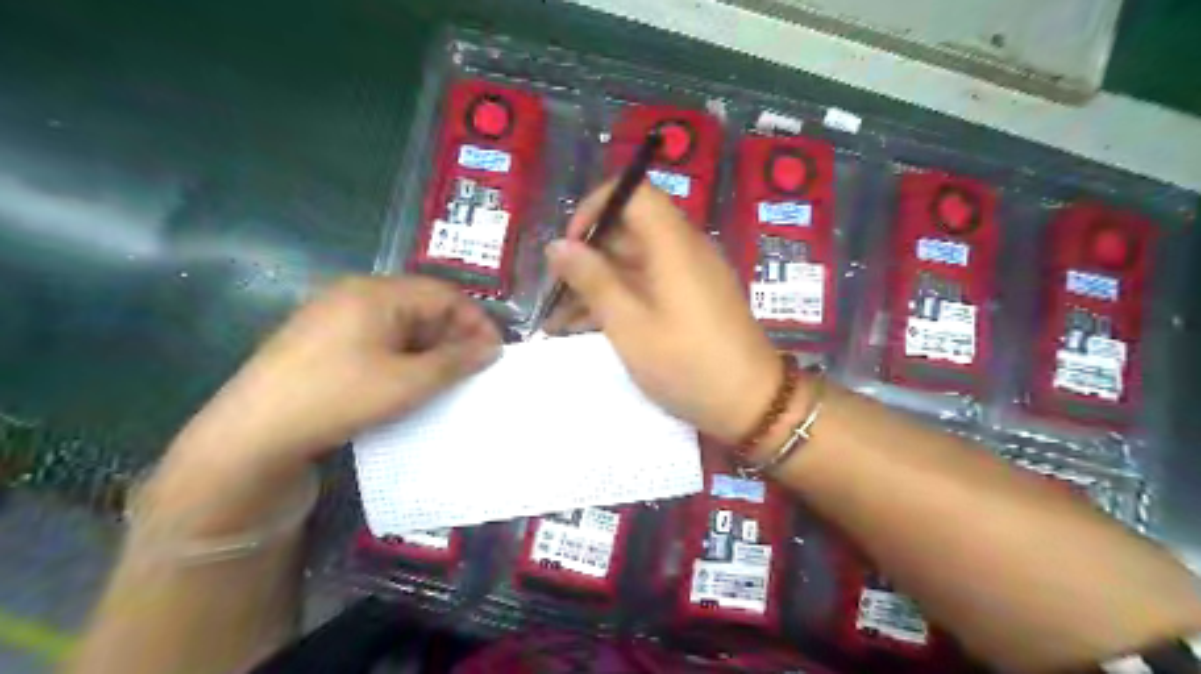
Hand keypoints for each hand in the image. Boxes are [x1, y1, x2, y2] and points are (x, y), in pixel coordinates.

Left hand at [147, 276, 497, 529]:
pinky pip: (377, 335)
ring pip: (400, 322)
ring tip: (445, 377)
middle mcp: (355, 292)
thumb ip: (455, 361)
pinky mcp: (322, 336)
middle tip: (472, 368)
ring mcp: (334, 313)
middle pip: (422, 304)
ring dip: (429, 346)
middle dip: (453, 334)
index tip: (494, 352)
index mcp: (377, 293)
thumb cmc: (339, 397)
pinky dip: (403, 353)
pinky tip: (407, 379)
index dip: (475, 321)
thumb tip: (492, 348)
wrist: (253, 433)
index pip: (444, 294)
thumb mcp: (408, 382)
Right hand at [545, 181, 778, 440]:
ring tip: (560, 319)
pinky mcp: (694, 299)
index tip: (571, 246)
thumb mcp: (630, 325)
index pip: (634, 193)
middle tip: (557, 289)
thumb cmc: (687, 363)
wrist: (753, 404)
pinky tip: (588, 328)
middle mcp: (685, 249)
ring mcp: (691, 276)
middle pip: (631, 229)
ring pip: (635, 262)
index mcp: (673, 243)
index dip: (597, 208)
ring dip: (598, 283)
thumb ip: (593, 280)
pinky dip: (620, 298)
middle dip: (589, 254)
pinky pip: (650, 284)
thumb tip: (557, 246)